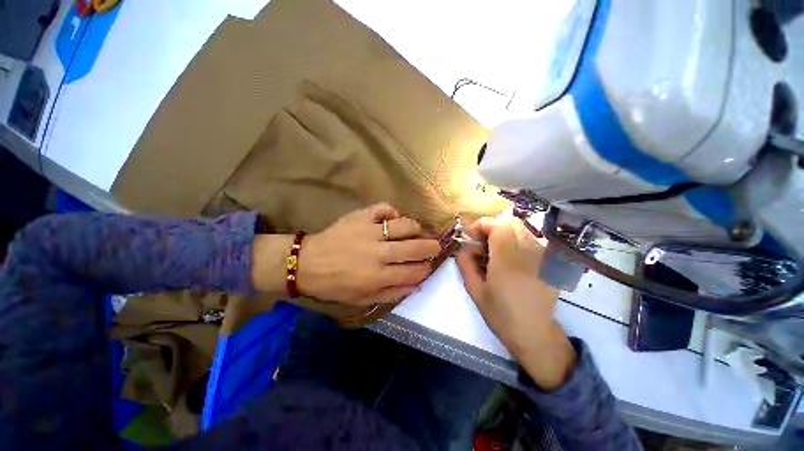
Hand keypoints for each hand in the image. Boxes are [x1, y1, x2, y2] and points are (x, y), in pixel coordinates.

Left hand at [251, 203, 440, 305]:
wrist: (307, 263)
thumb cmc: (334, 285)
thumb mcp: (362, 299)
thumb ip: (391, 293)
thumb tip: (416, 284)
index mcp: (378, 276)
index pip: (413, 271)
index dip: (426, 268)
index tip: (430, 265)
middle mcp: (378, 252)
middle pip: (415, 247)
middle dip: (431, 246)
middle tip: (435, 245)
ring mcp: (369, 231)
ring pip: (404, 225)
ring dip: (416, 228)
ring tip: (417, 231)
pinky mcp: (360, 216)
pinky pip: (384, 208)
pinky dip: (392, 212)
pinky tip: (393, 219)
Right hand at [455, 216, 576, 389]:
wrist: (534, 334)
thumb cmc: (500, 314)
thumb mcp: (475, 290)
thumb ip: (465, 264)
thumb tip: (461, 247)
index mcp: (507, 261)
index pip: (498, 226)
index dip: (483, 224)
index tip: (472, 236)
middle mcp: (528, 254)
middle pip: (511, 224)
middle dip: (492, 228)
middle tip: (481, 244)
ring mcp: (542, 257)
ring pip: (522, 230)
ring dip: (504, 234)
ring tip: (495, 252)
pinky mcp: (549, 263)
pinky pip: (531, 241)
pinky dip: (516, 242)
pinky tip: (510, 260)